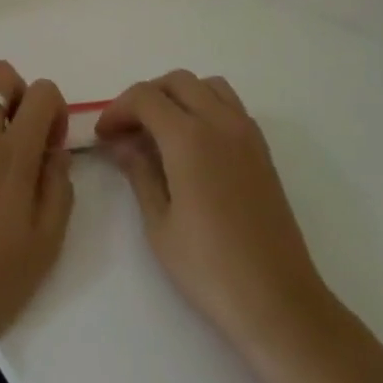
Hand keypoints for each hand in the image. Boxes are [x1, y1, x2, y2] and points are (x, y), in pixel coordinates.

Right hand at [98, 72, 332, 364]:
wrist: (278, 301)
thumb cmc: (210, 268)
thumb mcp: (159, 224)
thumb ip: (139, 172)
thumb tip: (122, 143)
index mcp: (189, 137)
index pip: (145, 97)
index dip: (118, 110)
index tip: (104, 136)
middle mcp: (220, 122)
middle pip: (176, 81)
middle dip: (146, 97)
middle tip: (127, 130)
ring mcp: (246, 133)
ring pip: (207, 86)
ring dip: (179, 96)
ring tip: (160, 131)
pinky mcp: (262, 150)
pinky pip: (229, 106)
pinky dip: (205, 107)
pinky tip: (193, 145)